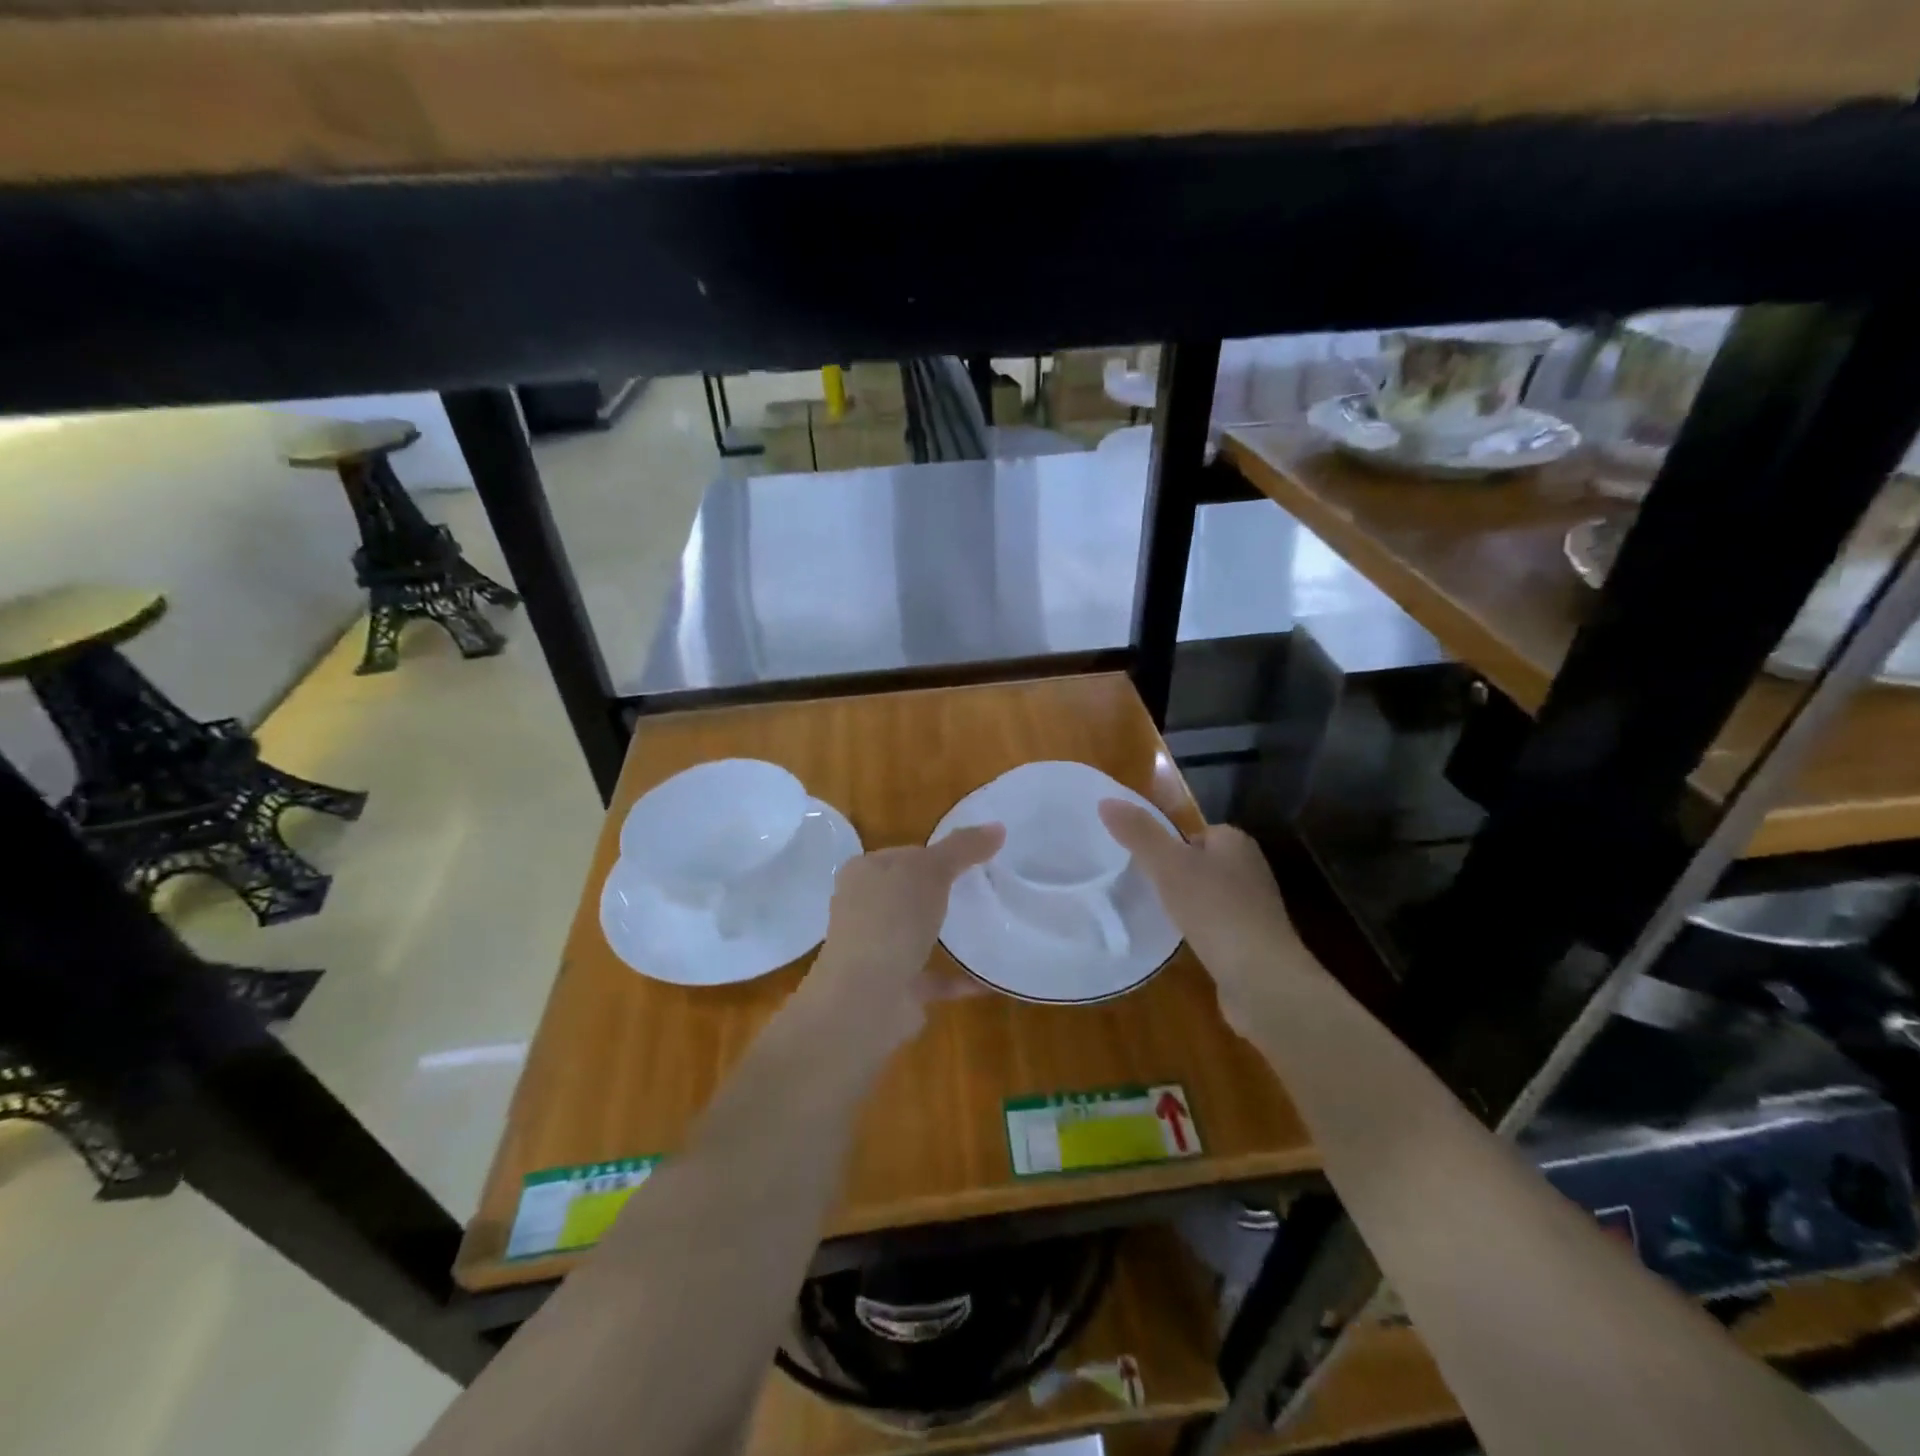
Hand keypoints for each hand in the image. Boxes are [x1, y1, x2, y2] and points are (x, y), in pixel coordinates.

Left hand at [794, 825, 1005, 1052]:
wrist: (866, 998)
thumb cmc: (891, 919)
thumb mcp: (930, 870)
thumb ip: (962, 848)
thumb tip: (998, 827)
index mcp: (863, 874)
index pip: (904, 855)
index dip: (936, 854)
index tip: (972, 859)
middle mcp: (863, 910)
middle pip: (908, 893)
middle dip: (940, 893)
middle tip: (984, 890)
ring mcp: (875, 951)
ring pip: (915, 935)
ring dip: (944, 934)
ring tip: (986, 927)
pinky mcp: (893, 988)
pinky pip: (932, 977)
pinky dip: (957, 977)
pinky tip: (988, 978)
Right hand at [1098, 800, 1313, 1039]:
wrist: (1262, 979)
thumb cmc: (1215, 911)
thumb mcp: (1168, 865)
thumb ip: (1138, 832)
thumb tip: (1106, 800)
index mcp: (1235, 841)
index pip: (1193, 831)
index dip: (1166, 843)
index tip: (1141, 862)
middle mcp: (1250, 868)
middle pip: (1199, 862)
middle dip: (1174, 874)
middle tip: (1143, 888)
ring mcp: (1255, 907)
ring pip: (1207, 894)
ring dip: (1185, 904)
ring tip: (1157, 916)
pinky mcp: (1253, 941)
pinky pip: (1216, 924)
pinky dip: (1199, 930)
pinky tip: (1182, 943)